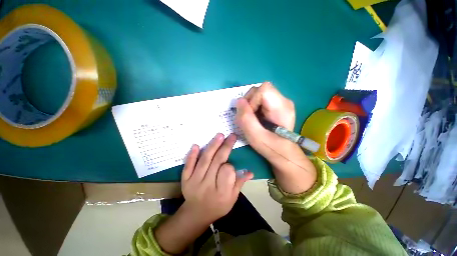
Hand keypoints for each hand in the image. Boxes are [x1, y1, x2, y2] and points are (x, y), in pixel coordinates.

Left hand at [155, 133, 252, 254]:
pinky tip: (196, 145)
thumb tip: (250, 171)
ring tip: (219, 136)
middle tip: (231, 136)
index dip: (230, 166)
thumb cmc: (218, 206)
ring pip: (204, 161)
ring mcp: (194, 182)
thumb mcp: (232, 198)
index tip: (231, 164)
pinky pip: (188, 166)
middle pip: (217, 162)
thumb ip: (239, 183)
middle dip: (225, 147)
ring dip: (212, 146)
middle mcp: (208, 186)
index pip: (228, 172)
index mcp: (222, 192)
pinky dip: (192, 155)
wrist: (196, 214)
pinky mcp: (185, 179)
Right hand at [235, 82, 316, 193]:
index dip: (252, 100)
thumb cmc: (271, 148)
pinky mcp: (276, 106)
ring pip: (259, 94)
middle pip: (260, 90)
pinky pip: (261, 100)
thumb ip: (246, 119)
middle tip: (249, 118)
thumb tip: (239, 101)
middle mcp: (284, 101)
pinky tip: (256, 119)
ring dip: (250, 105)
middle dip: (249, 102)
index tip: (250, 115)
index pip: (263, 89)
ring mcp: (281, 103)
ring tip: (253, 119)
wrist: (284, 153)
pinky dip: (254, 107)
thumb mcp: (256, 136)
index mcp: (282, 107)